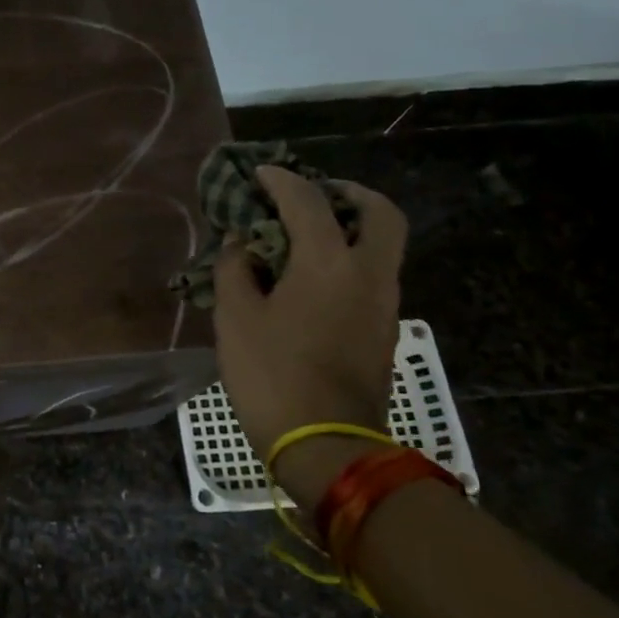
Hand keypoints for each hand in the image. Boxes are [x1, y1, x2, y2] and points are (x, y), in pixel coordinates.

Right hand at [213, 167, 406, 492]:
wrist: (326, 444)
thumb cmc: (271, 373)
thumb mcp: (235, 317)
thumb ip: (235, 268)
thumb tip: (242, 243)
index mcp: (329, 262)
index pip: (307, 201)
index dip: (280, 180)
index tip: (258, 173)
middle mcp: (368, 273)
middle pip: (380, 213)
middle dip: (349, 193)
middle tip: (314, 194)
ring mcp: (383, 304)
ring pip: (381, 245)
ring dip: (350, 227)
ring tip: (305, 235)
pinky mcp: (382, 330)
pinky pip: (372, 275)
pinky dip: (348, 259)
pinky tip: (310, 277)